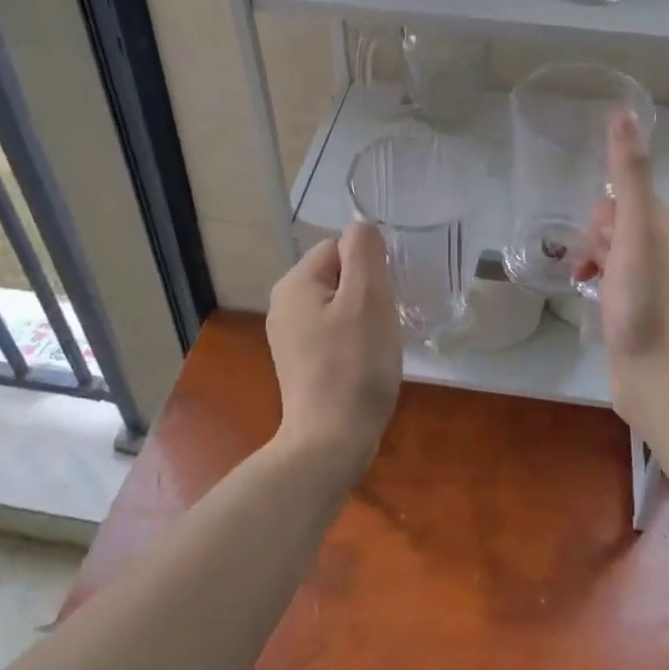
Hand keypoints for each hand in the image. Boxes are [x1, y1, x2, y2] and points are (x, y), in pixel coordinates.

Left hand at [266, 222, 402, 468]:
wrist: (330, 442)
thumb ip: (364, 252)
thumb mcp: (367, 298)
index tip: (385, 296)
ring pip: (337, 305)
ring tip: (378, 344)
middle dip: (367, 291)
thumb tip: (360, 227)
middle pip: (337, 275)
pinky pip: (331, 332)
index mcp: (294, 282)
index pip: (339, 246)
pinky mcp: (299, 363)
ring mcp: (288, 336)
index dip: (369, 266)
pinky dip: (352, 340)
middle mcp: (283, 304)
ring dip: (363, 316)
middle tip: (385, 321)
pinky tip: (365, 363)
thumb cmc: (354, 365)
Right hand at [575, 110, 668, 411]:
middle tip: (599, 266)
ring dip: (595, 259)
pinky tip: (587, 293)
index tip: (604, 241)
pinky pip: (616, 280)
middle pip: (621, 224)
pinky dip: (599, 281)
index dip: (609, 215)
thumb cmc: (646, 304)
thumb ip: (630, 177)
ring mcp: (661, 287)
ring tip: (587, 281)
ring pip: (616, 253)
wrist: (657, 380)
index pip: (633, 199)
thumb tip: (624, 114)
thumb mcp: (635, 233)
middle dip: (600, 238)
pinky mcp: (645, 313)